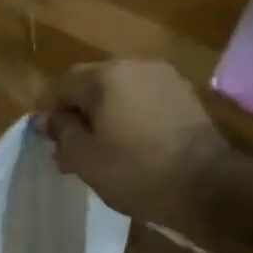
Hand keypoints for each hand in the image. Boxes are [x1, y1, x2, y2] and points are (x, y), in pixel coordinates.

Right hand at [35, 61, 217, 217]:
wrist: (208, 186)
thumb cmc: (135, 171)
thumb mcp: (83, 157)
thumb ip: (60, 131)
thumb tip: (44, 118)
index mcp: (106, 76)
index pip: (64, 84)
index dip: (52, 111)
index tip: (49, 140)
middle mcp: (136, 66)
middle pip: (94, 83)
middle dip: (80, 111)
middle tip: (74, 146)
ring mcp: (166, 79)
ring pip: (121, 91)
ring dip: (107, 113)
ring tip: (104, 147)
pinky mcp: (186, 97)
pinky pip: (146, 100)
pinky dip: (133, 116)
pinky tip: (133, 144)